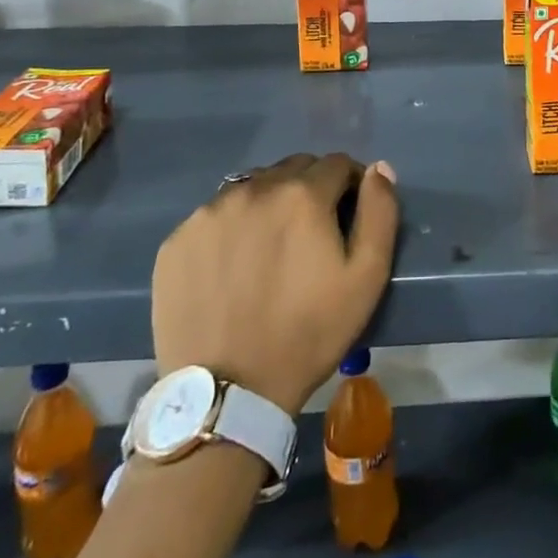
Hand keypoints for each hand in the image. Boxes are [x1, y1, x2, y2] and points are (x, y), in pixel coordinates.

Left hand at [151, 153, 398, 415]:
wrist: (228, 393)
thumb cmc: (309, 333)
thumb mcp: (367, 278)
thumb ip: (379, 212)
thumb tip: (378, 168)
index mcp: (302, 194)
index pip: (336, 164)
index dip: (350, 184)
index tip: (349, 214)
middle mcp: (254, 189)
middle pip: (293, 169)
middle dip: (310, 189)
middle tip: (311, 232)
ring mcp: (210, 212)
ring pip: (252, 187)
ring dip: (269, 203)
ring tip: (270, 248)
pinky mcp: (178, 239)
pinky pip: (215, 215)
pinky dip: (231, 227)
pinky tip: (233, 265)